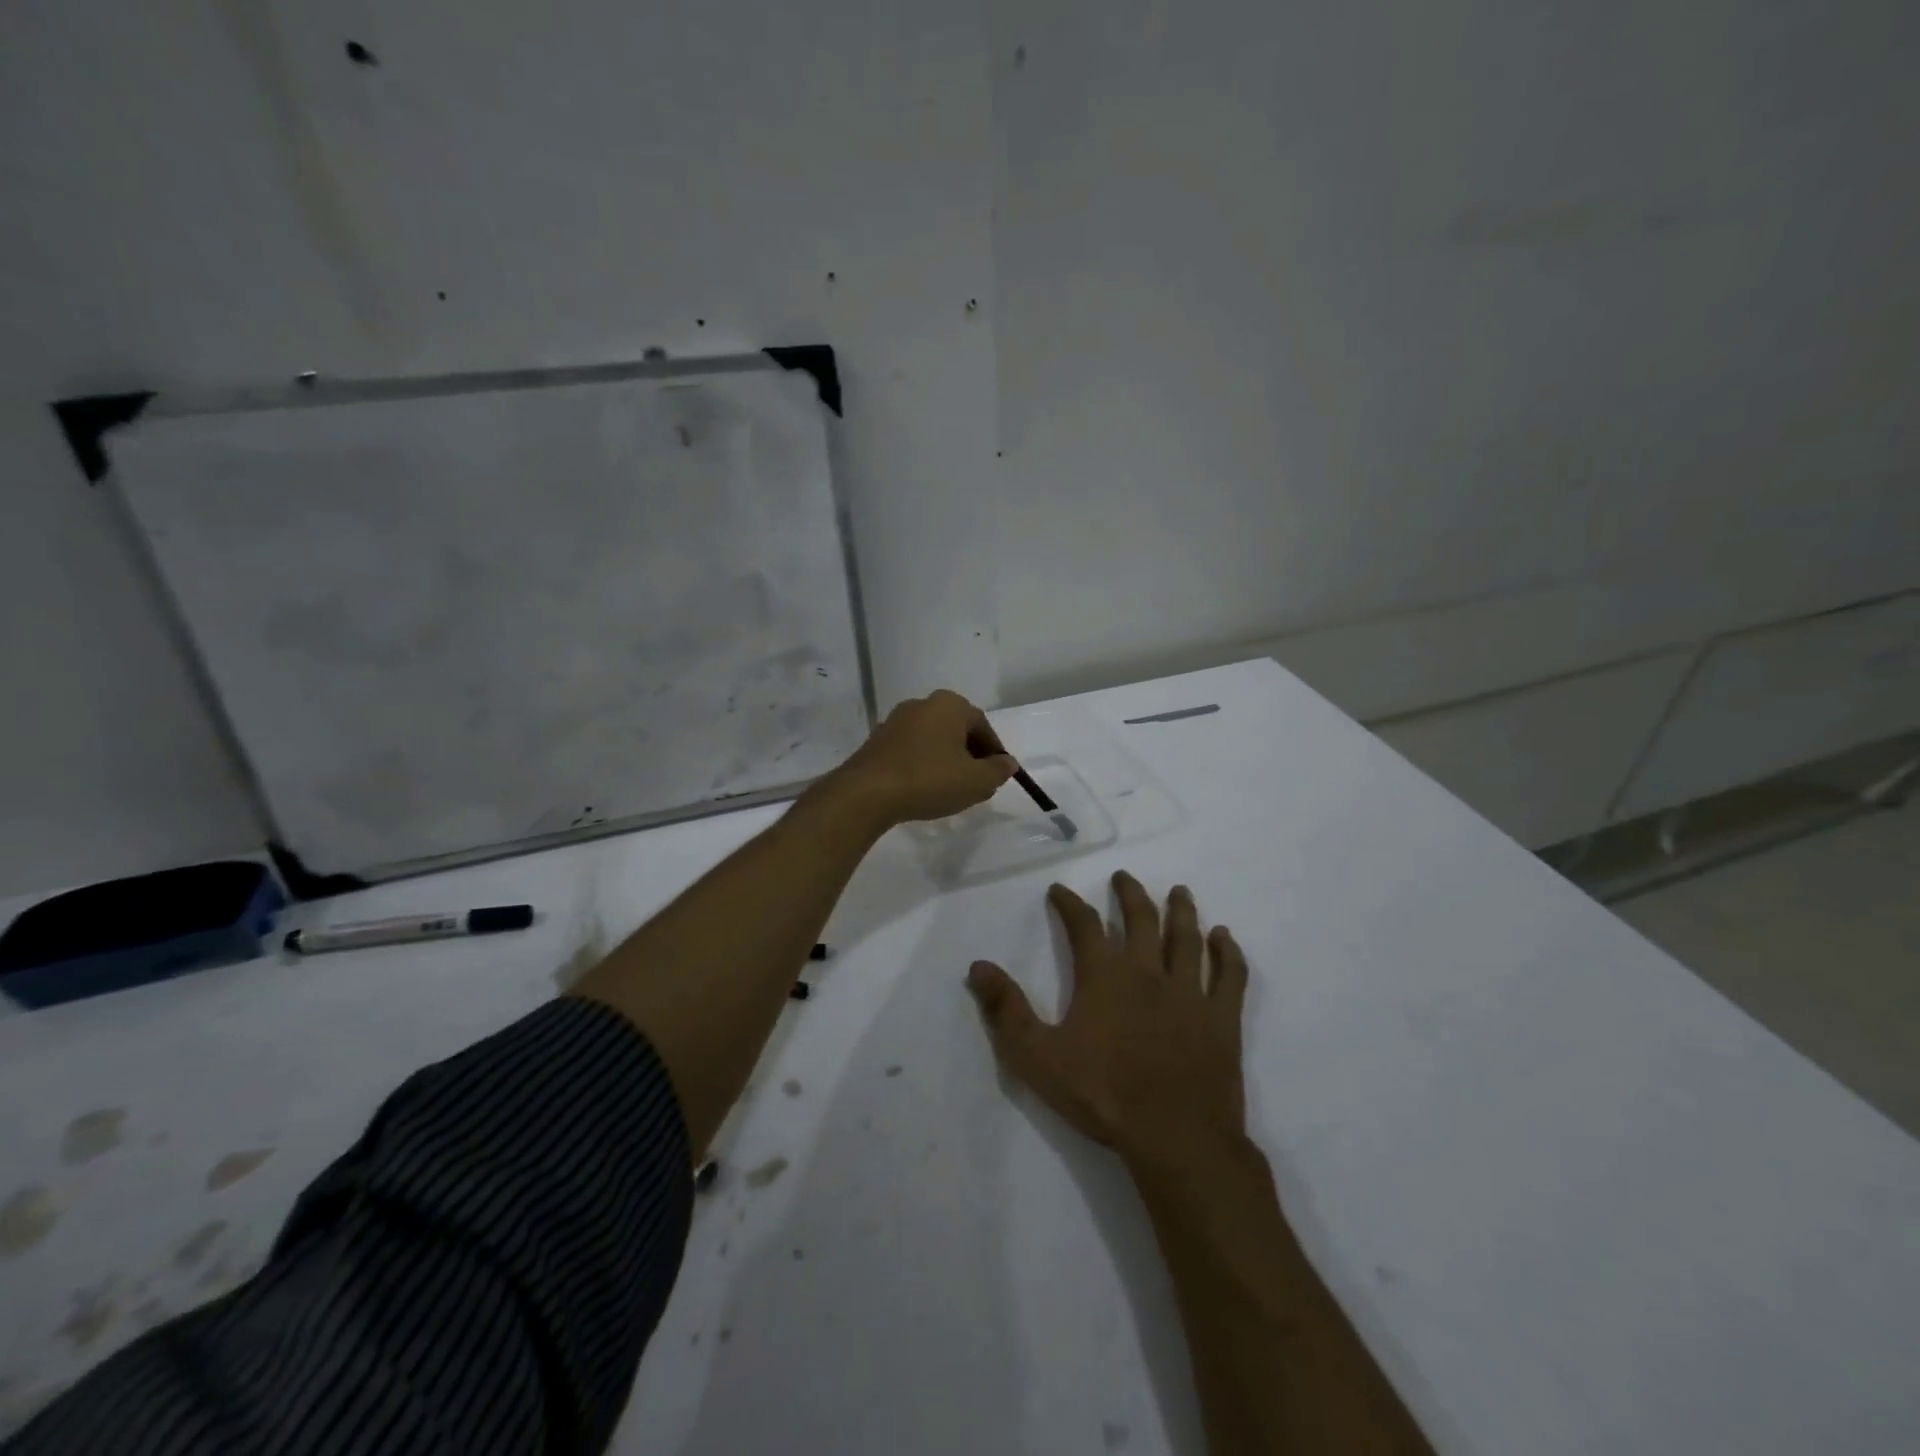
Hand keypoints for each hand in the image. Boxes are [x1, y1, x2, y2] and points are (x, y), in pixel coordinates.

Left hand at [829, 689, 1017, 826]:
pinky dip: (923, 765)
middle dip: (970, 756)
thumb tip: (1007, 763)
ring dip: (946, 761)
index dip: (994, 753)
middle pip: (957, 731)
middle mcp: (922, 704)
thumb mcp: (975, 781)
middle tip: (976, 785)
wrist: (867, 793)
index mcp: (950, 705)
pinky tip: (924, 789)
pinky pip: (912, 750)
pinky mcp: (878, 741)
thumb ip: (997, 771)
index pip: (983, 727)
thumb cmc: (930, 779)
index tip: (996, 776)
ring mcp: (896, 721)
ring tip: (950, 790)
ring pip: (933, 740)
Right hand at [966, 872, 1249, 1170]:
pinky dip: (1228, 953)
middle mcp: (1148, 972)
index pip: (1084, 925)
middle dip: (1130, 894)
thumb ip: (1006, 1009)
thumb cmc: (1102, 1095)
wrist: (1174, 1138)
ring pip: (1187, 938)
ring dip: (1182, 911)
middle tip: (1123, 877)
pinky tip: (1226, 938)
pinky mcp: (1222, 1018)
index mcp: (1105, 976)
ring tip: (1179, 892)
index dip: (1069, 904)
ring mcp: (1190, 993)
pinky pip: (1230, 976)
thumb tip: (978, 966)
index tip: (1059, 890)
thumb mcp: (1037, 1057)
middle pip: (1141, 919)